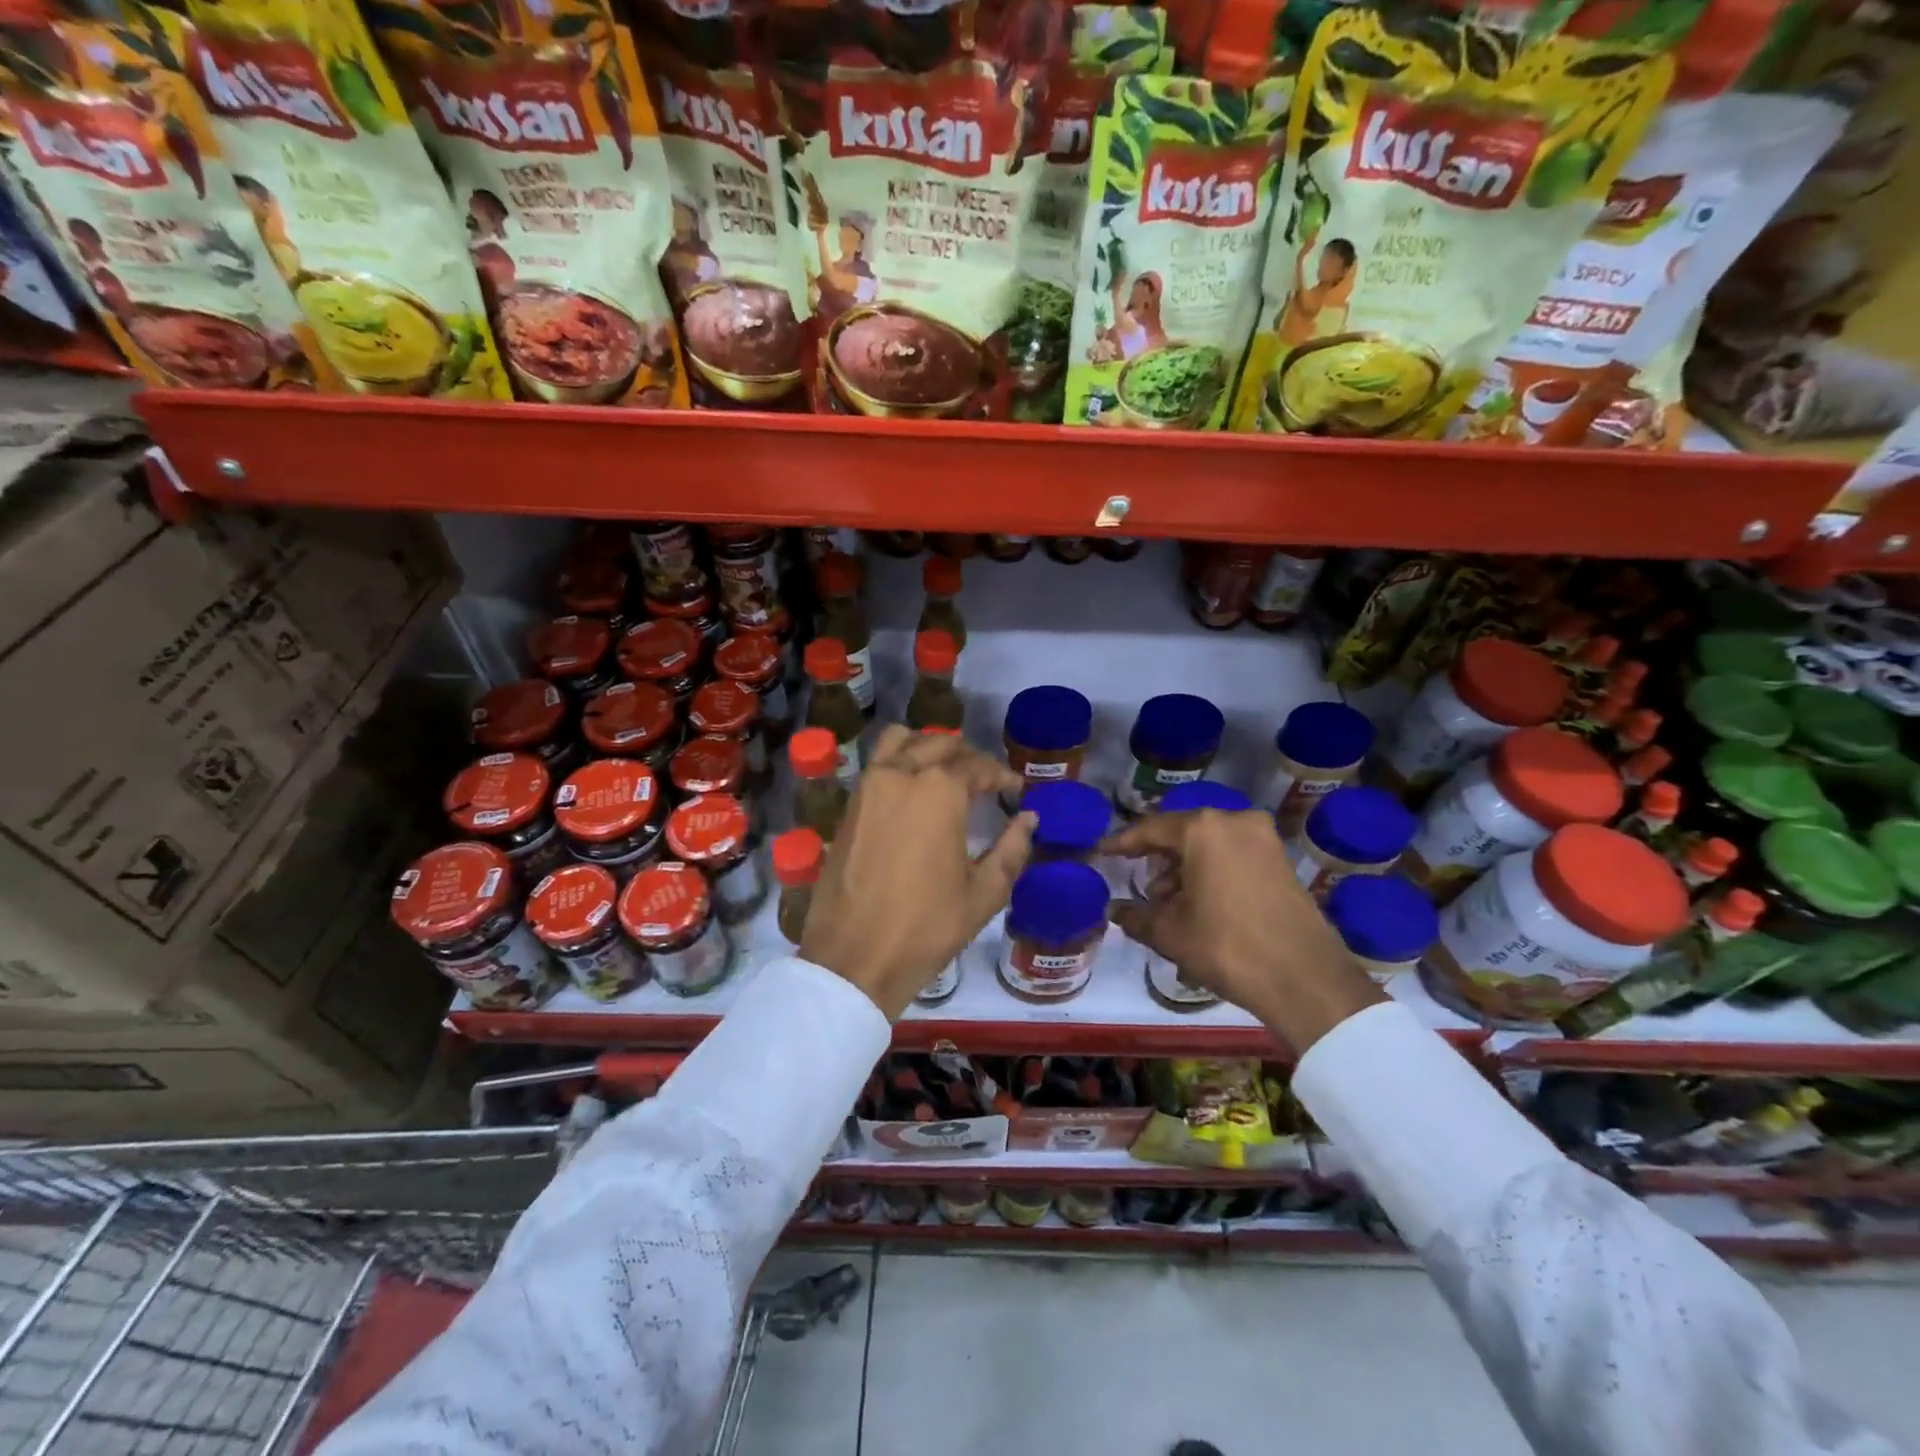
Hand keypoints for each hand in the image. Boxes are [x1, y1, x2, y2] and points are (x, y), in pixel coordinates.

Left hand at [800, 727, 1035, 1019]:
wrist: (855, 958)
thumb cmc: (927, 927)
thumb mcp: (983, 893)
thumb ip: (1011, 849)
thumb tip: (1029, 819)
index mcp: (939, 791)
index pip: (977, 765)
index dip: (1001, 775)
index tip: (1015, 788)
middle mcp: (900, 775)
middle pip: (939, 743)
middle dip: (967, 755)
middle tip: (985, 779)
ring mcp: (867, 787)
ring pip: (900, 742)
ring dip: (926, 746)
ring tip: (944, 770)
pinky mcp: (848, 806)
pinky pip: (877, 765)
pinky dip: (898, 761)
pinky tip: (912, 790)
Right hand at [1102, 808, 1383, 1054]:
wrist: (1304, 979)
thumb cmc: (1226, 946)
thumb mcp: (1170, 933)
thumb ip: (1135, 916)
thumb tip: (1113, 911)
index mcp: (1202, 829)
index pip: (1150, 829)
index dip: (1122, 843)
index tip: (1101, 852)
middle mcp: (1233, 821)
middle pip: (1182, 833)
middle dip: (1157, 858)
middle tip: (1139, 884)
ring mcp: (1263, 838)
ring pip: (1209, 844)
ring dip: (1184, 867)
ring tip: (1168, 902)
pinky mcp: (1280, 859)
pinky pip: (1232, 854)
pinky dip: (1211, 870)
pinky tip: (1198, 902)